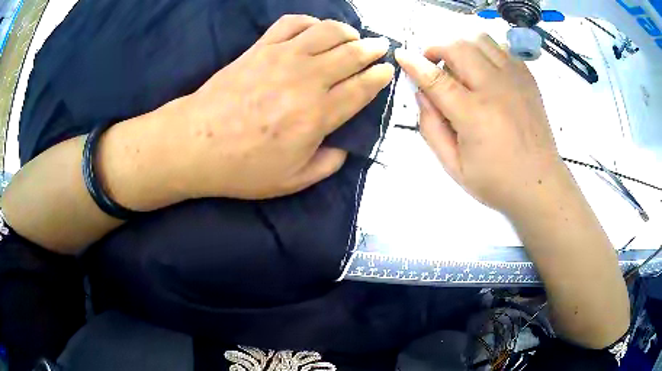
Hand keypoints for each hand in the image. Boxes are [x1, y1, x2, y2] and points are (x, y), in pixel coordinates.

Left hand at [170, 15, 393, 199]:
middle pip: (351, 54)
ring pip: (326, 32)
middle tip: (379, 48)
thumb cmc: (242, 168)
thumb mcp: (292, 181)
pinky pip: (291, 24)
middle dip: (372, 49)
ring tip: (352, 36)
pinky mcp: (260, 48)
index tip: (387, 70)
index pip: (362, 88)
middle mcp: (306, 80)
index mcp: (318, 115)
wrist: (195, 144)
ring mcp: (282, 58)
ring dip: (346, 31)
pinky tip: (314, 28)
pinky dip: (309, 21)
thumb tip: (343, 147)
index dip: (379, 76)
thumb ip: (326, 164)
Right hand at [395, 35, 566, 213]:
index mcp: (474, 115)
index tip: (401, 55)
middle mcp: (495, 89)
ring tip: (460, 66)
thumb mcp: (453, 166)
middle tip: (434, 67)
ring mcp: (515, 80)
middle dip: (438, 50)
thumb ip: (431, 128)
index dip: (414, 64)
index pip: (436, 78)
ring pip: (481, 40)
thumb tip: (422, 93)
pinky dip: (487, 51)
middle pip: (458, 48)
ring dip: (462, 47)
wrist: (540, 185)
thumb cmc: (496, 181)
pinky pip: (502, 48)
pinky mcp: (528, 79)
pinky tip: (485, 70)